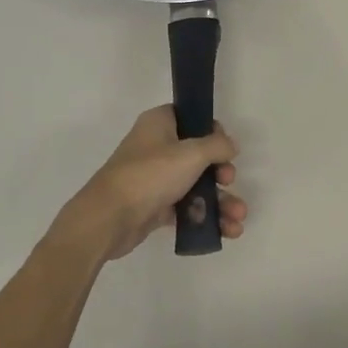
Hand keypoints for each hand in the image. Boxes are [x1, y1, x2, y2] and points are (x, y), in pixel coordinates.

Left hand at [51, 106, 247, 260]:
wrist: (109, 218)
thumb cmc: (150, 175)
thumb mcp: (191, 153)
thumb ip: (217, 146)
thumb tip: (229, 146)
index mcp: (159, 124)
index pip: (192, 117)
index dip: (213, 131)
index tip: (224, 148)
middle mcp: (156, 147)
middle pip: (199, 155)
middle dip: (221, 172)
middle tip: (228, 180)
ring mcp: (156, 178)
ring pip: (196, 184)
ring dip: (220, 201)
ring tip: (238, 218)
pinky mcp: (155, 206)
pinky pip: (187, 208)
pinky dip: (206, 216)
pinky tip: (227, 230)